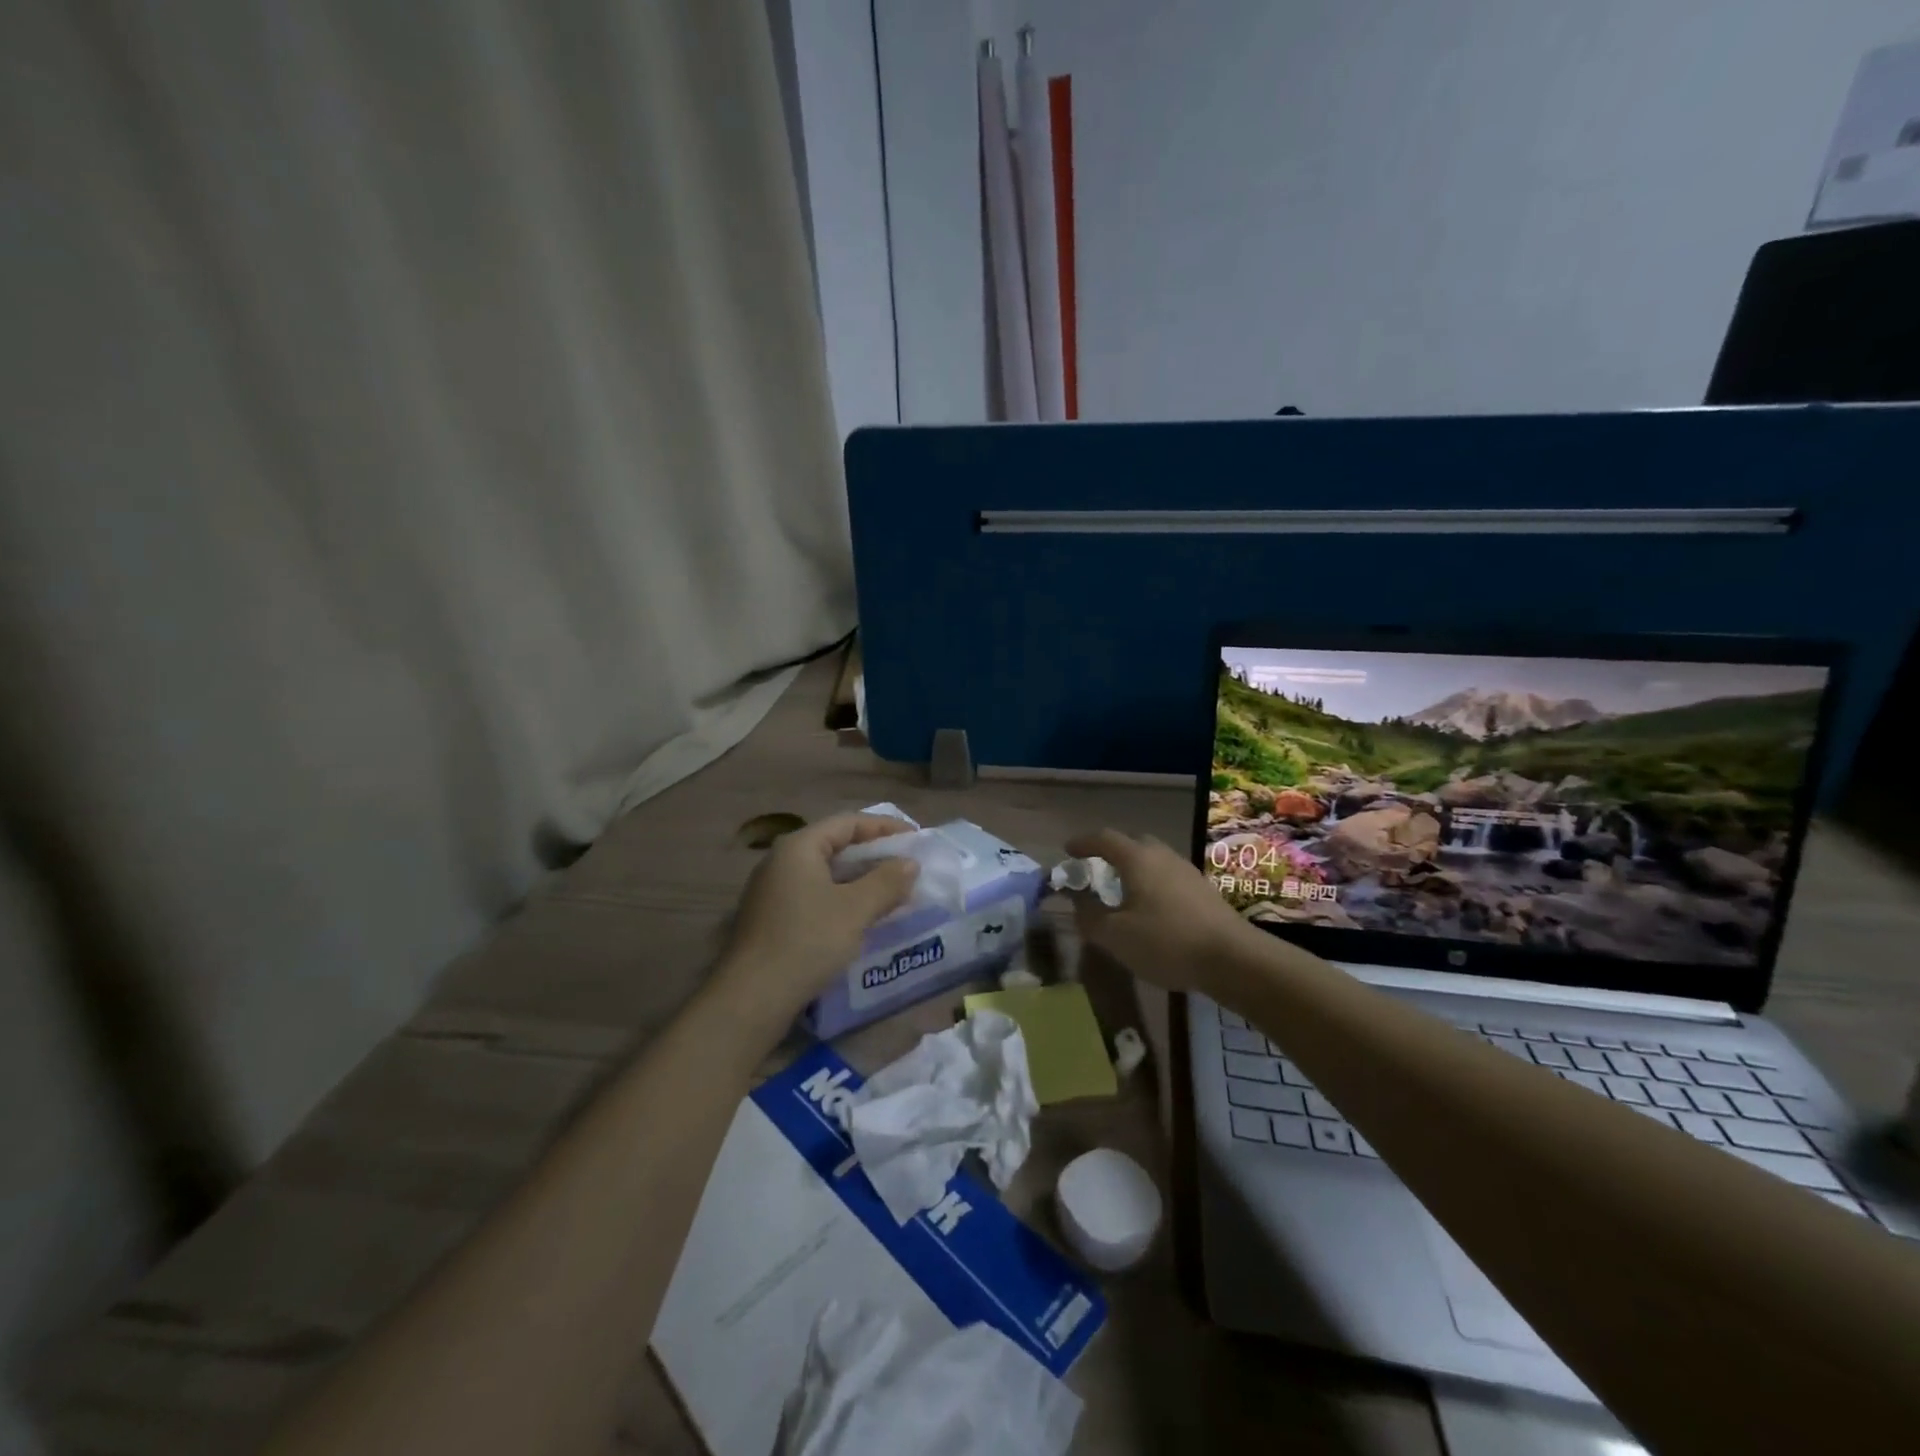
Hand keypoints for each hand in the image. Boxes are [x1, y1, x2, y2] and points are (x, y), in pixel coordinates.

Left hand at [714, 812, 920, 1028]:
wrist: (752, 997)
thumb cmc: (807, 941)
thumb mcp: (855, 909)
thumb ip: (887, 881)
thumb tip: (910, 863)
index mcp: (799, 847)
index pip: (848, 822)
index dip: (884, 827)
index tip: (916, 838)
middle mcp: (781, 861)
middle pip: (836, 845)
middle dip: (875, 855)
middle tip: (908, 866)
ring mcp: (773, 891)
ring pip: (827, 874)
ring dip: (861, 880)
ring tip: (893, 892)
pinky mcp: (773, 919)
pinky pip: (816, 896)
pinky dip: (844, 899)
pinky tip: (864, 917)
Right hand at [1062, 828, 1254, 993]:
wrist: (1233, 958)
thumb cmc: (1166, 941)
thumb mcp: (1116, 936)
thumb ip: (1090, 918)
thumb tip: (1076, 905)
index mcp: (1137, 859)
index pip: (1104, 839)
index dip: (1083, 843)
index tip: (1068, 850)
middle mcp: (1162, 856)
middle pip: (1133, 843)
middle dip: (1112, 851)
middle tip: (1097, 868)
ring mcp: (1186, 871)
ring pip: (1154, 859)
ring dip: (1135, 868)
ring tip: (1123, 890)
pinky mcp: (1203, 891)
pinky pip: (1169, 876)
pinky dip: (1152, 884)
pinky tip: (1151, 909)